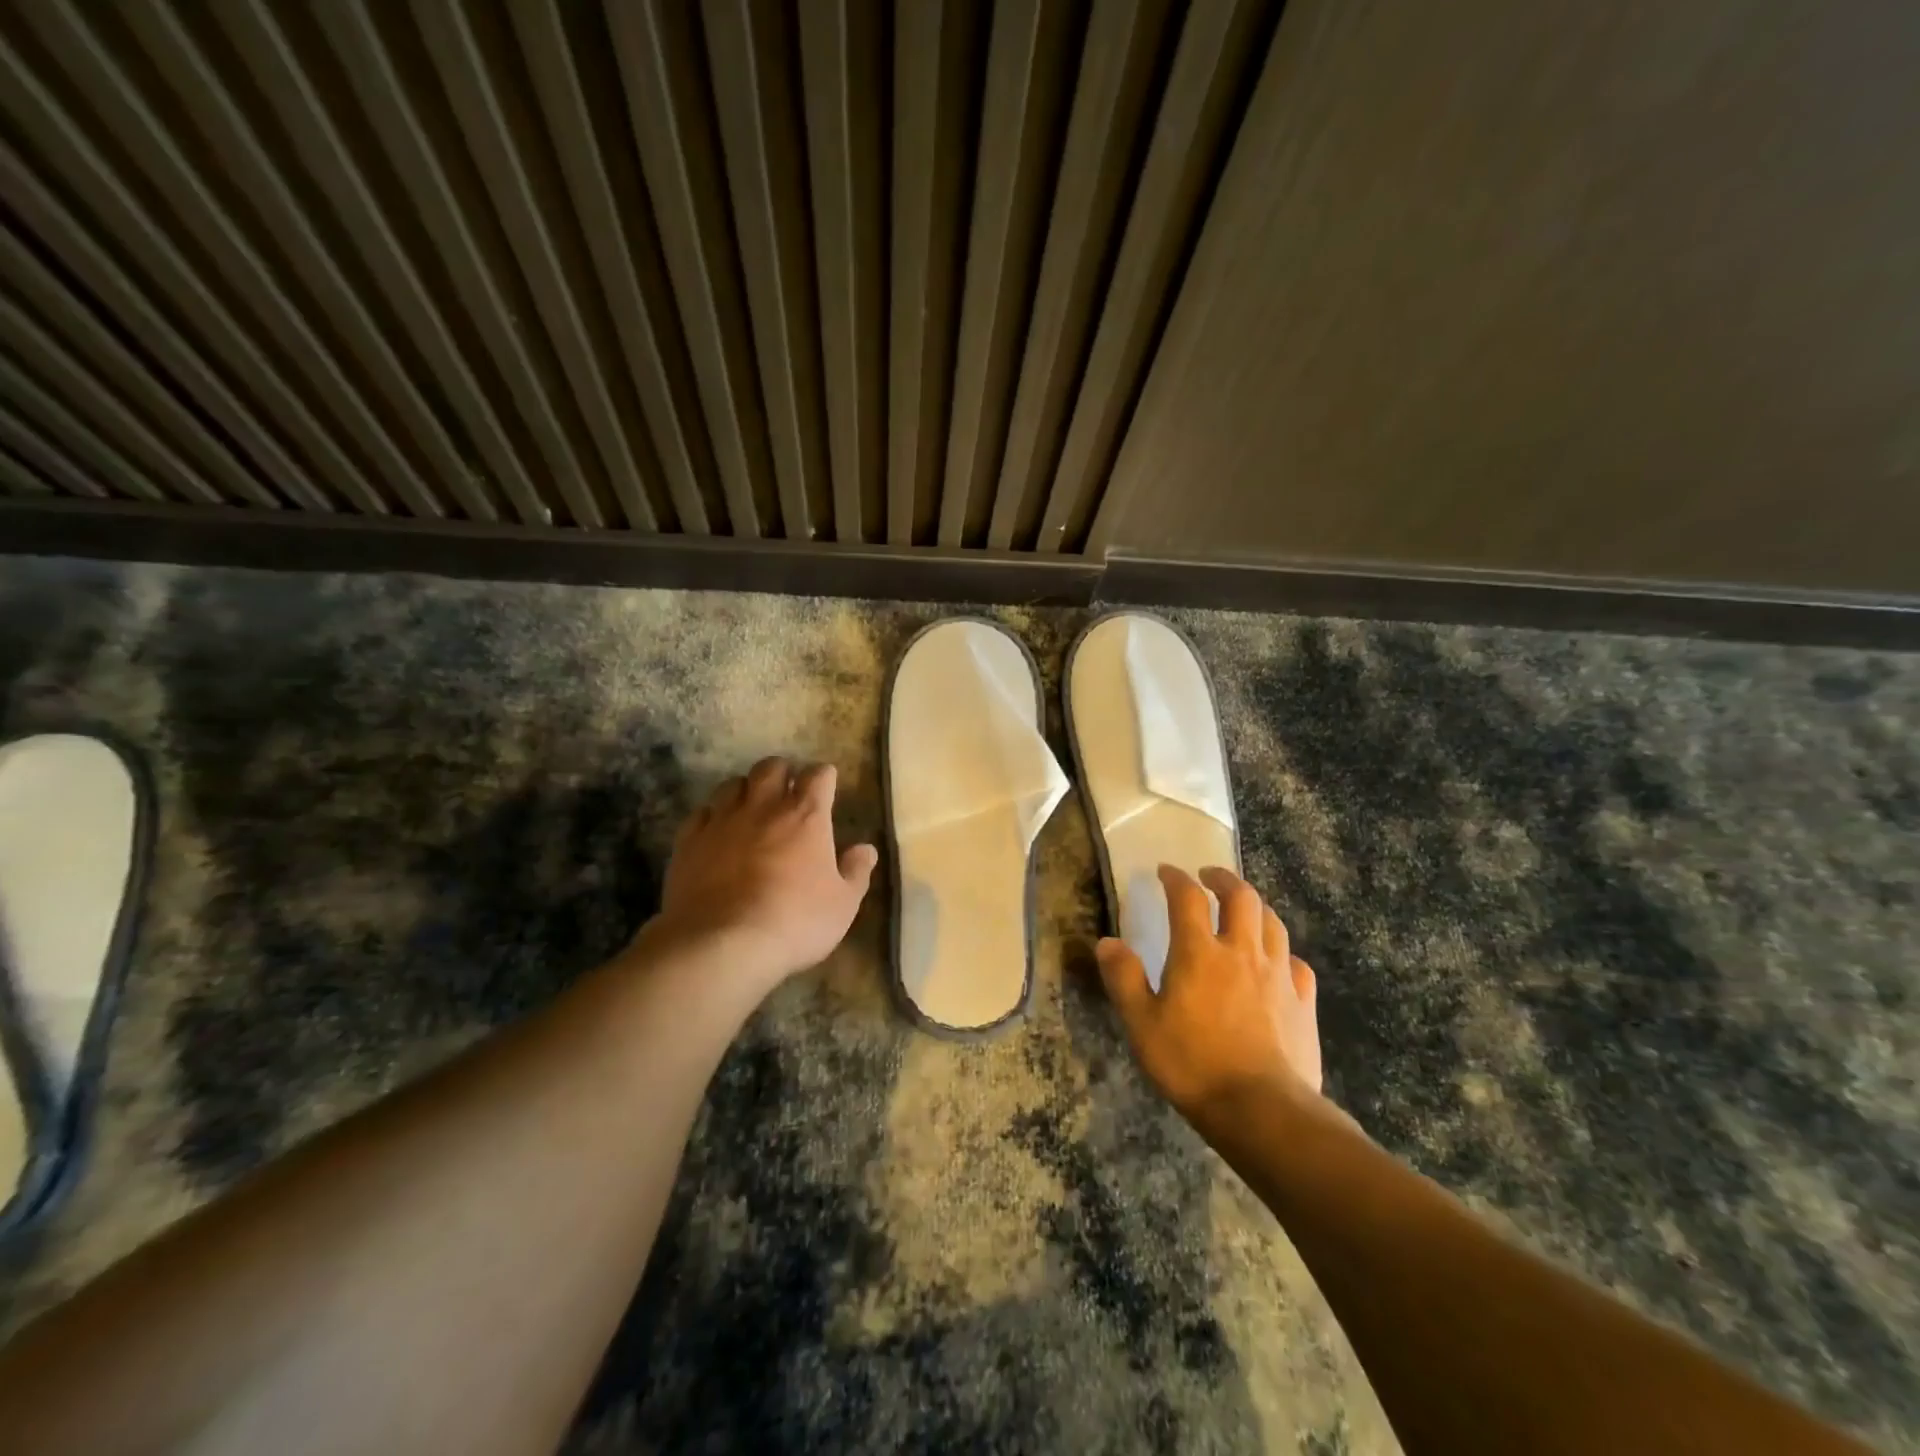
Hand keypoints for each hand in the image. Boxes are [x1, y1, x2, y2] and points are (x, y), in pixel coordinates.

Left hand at [643, 757, 877, 990]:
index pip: (819, 775)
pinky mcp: (689, 841)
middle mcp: (763, 807)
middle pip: (771, 767)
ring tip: (750, 808)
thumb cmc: (795, 922)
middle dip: (783, 772)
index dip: (824, 776)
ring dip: (746, 790)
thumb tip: (866, 849)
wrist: (722, 944)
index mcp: (806, 816)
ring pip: (732, 785)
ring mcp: (722, 821)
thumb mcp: (843, 904)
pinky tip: (716, 832)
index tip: (827, 785)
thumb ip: (856, 872)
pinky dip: (712, 817)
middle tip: (788, 790)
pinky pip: (701, 813)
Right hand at [1096, 865, 1321, 1116]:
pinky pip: (1296, 963)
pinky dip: (1283, 953)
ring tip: (1243, 910)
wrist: (1262, 1110)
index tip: (1165, 871)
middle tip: (1209, 877)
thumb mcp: (1141, 1024)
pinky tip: (1277, 963)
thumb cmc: (1192, 1064)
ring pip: (1272, 923)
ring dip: (1255, 907)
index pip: (1187, 898)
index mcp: (1199, 952)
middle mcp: (1242, 952)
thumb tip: (1108, 942)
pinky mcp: (1304, 1002)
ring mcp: (1278, 975)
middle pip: (1241, 897)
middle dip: (1224, 879)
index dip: (1175, 878)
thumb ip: (1123, 978)